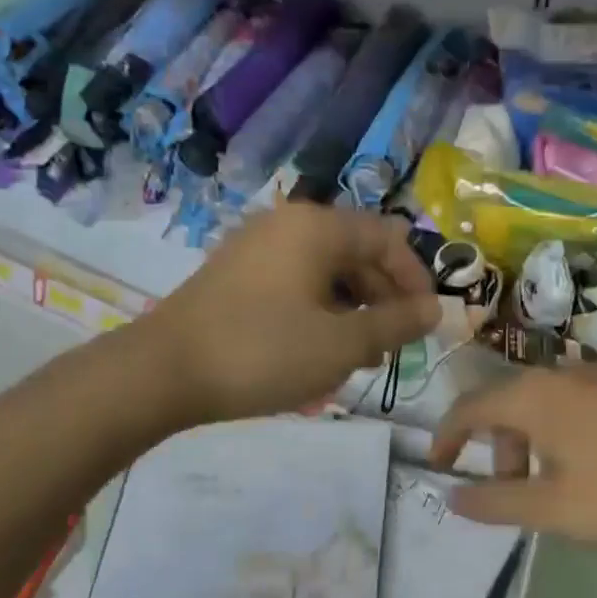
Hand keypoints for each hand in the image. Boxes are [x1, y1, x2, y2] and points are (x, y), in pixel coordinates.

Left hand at [138, 204, 439, 426]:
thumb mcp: (341, 343)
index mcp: (317, 227)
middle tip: (391, 347)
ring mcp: (257, 248)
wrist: (161, 373)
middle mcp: (288, 225)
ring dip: (352, 311)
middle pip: (357, 254)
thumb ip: (396, 323)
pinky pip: (295, 284)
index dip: (415, 280)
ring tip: (358, 358)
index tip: (426, 323)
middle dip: (383, 300)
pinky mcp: (237, 274)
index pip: (388, 239)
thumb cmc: (262, 352)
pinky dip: (319, 312)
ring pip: (326, 272)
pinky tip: (319, 351)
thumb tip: (435, 310)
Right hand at [429, 367, 596, 547]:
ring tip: (549, 491)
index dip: (447, 436)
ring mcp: (595, 380)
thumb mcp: (552, 508)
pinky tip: (584, 473)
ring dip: (527, 446)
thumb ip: (495, 502)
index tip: (439, 466)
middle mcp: (557, 375)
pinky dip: (556, 438)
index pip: (469, 406)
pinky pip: (569, 408)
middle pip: (504, 405)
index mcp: (531, 395)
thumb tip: (451, 496)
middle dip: (495, 449)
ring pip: (539, 407)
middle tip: (510, 495)